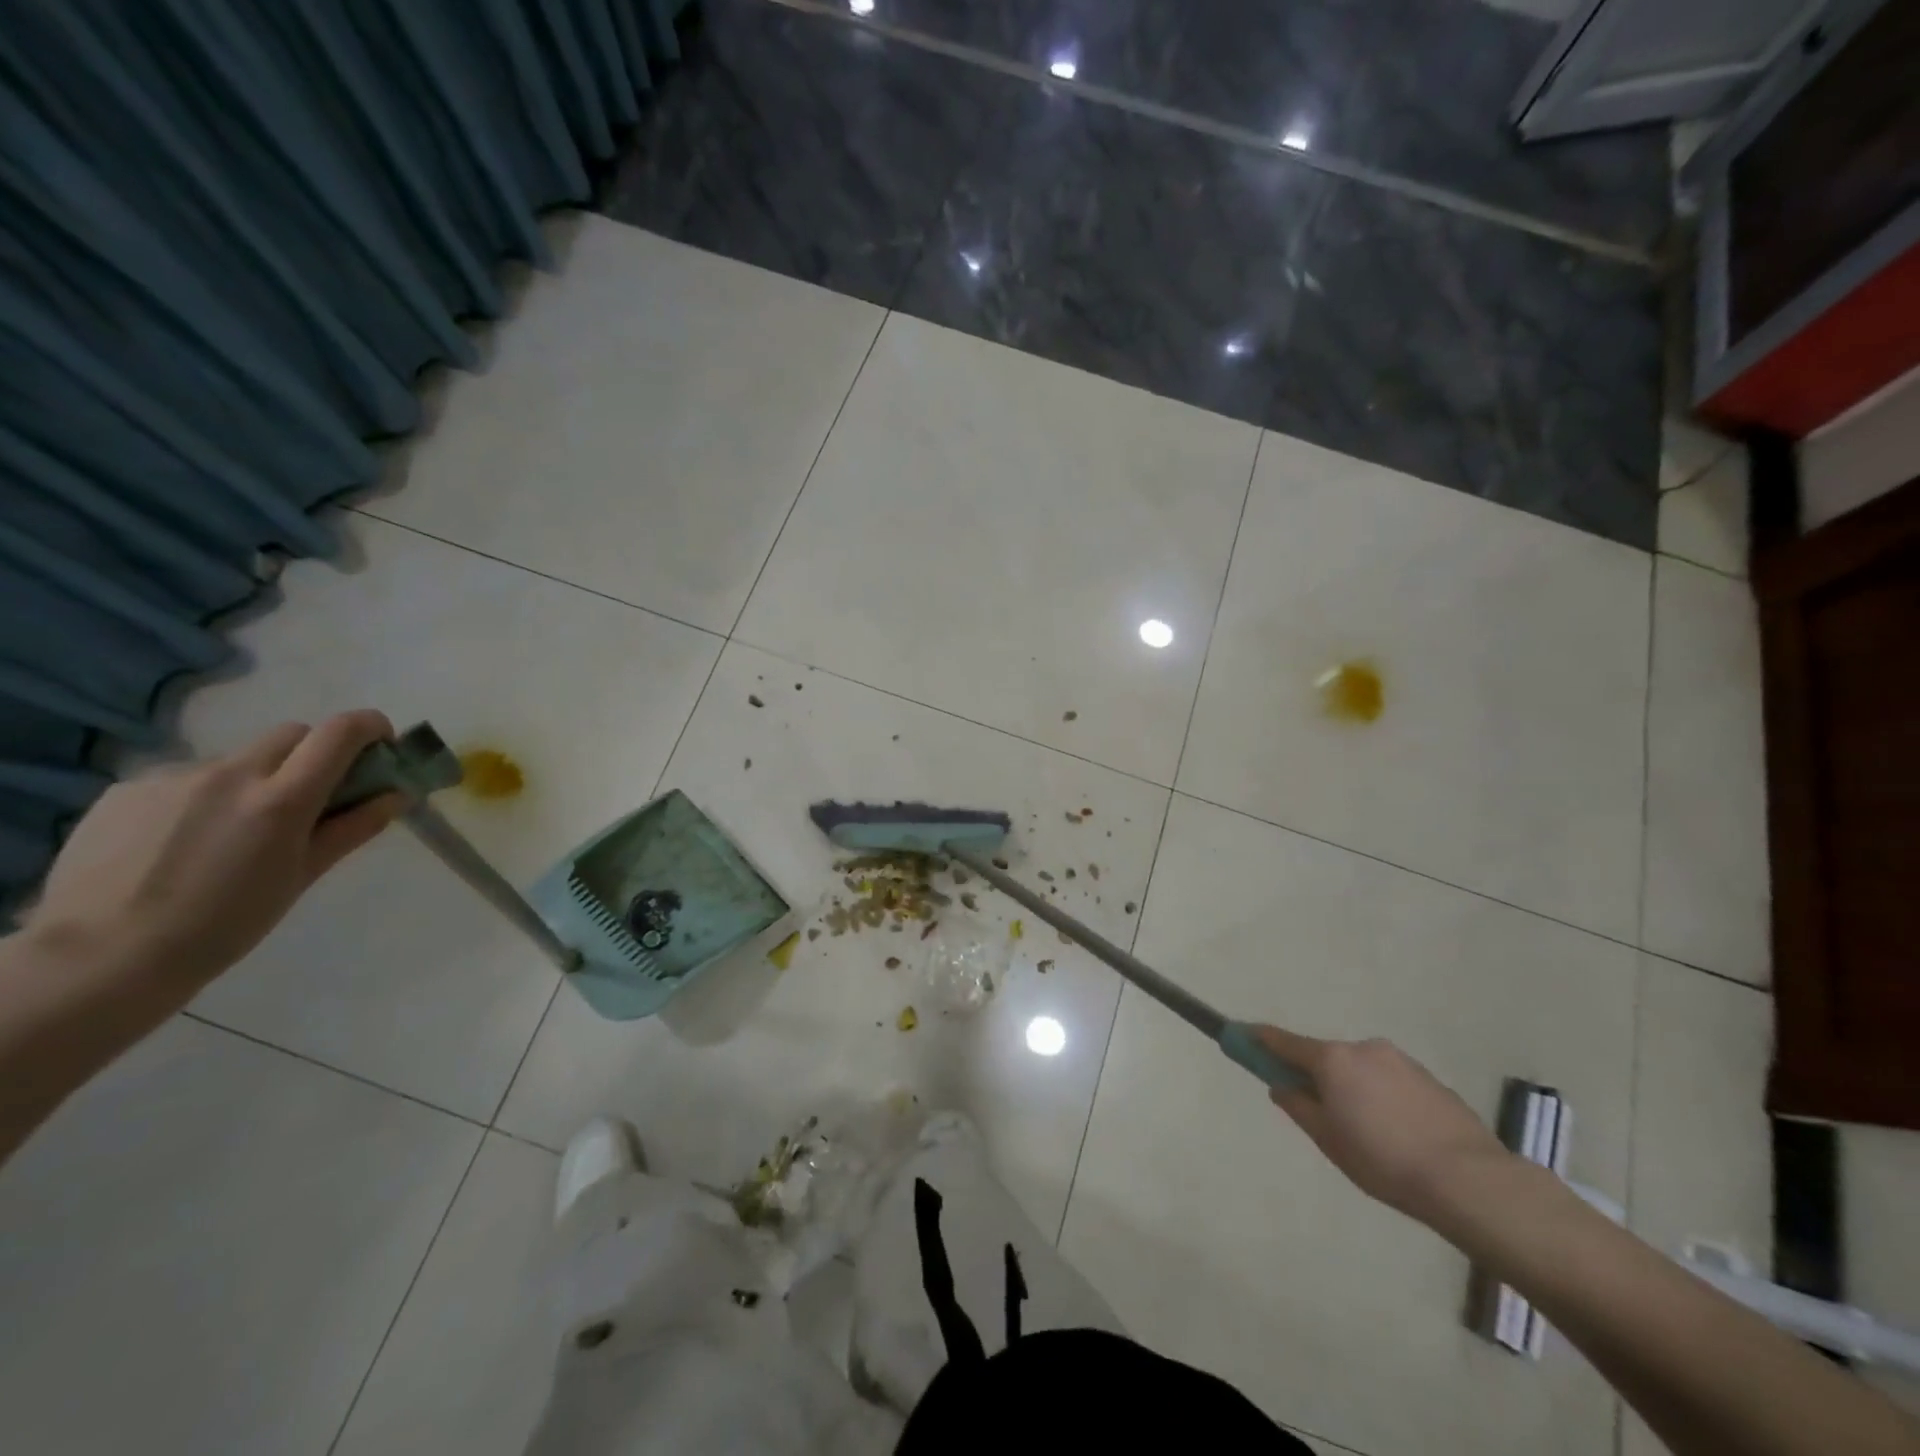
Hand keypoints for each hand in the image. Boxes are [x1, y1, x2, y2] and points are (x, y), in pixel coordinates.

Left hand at [29, 712, 401, 989]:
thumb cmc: (226, 923)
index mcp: (281, 798)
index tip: (380, 744)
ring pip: (237, 761)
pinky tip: (184, 842)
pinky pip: (185, 780)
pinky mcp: (126, 789)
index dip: (369, 726)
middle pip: (291, 735)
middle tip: (311, 798)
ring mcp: (172, 778)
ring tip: (233, 834)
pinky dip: (203, 798)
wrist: (102, 957)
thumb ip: (353, 827)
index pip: (339, 732)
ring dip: (254, 781)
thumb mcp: (303, 876)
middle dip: (313, 754)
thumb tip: (396, 795)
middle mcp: (230, 774)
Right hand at [1254, 1025, 1509, 1226]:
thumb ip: (1298, 1107)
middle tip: (1323, 1117)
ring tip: (1371, 1138)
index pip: (1283, 1041)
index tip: (1239, 1035)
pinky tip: (1400, 1137)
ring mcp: (1400, 1060)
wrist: (1470, 1181)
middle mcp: (1363, 1048)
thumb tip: (1282, 1086)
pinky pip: (1391, 1082)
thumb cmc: (1384, 1161)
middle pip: (1326, 1057)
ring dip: (1354, 1090)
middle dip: (1318, 1077)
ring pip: (1361, 1070)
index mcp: (1333, 1059)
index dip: (1258, 1040)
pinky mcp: (1430, 1079)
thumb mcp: (1329, 1140)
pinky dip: (1384, 1099)